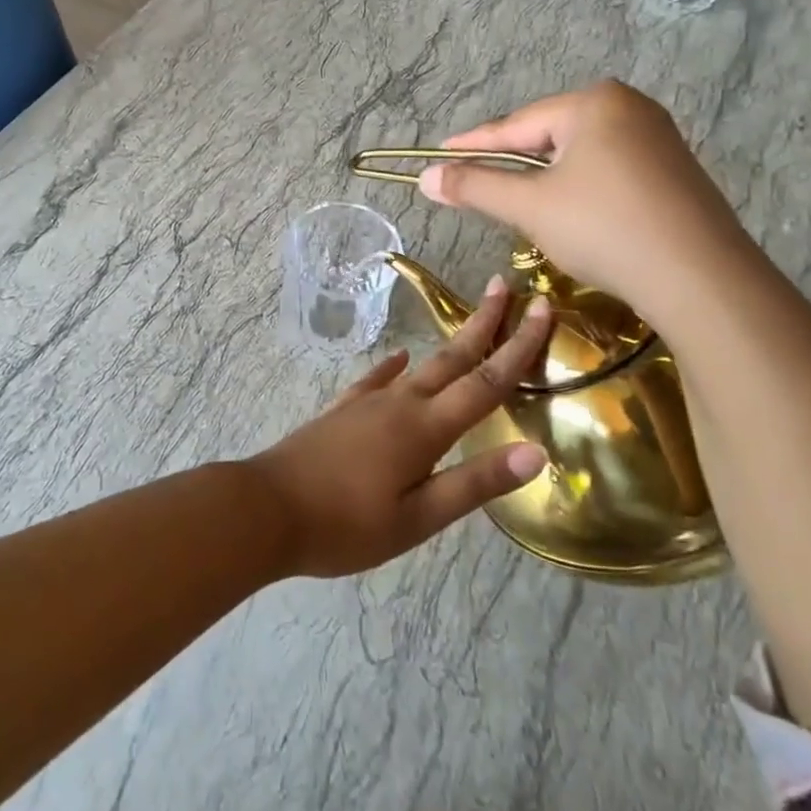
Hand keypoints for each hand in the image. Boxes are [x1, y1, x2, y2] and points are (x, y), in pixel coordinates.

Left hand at [247, 280, 552, 577]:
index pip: (486, 382)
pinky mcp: (342, 411)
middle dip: (484, 322)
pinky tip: (399, 361)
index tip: (544, 309)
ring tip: (468, 321)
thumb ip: (474, 483)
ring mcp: (367, 402)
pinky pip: (377, 379)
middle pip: (453, 357)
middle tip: (507, 285)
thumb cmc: (346, 524)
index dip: (519, 346)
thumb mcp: (418, 517)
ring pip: (420, 364)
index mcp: (425, 428)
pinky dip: (394, 367)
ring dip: (449, 342)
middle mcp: (400, 403)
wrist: (267, 509)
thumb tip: (535, 452)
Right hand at [417, 82, 755, 324]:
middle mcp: (629, 107)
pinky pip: (607, 170)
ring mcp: (657, 138)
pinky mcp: (672, 171)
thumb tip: (425, 178)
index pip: (515, 125)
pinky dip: (578, 189)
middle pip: (548, 136)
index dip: (472, 145)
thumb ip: (475, 186)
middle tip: (475, 185)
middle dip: (511, 164)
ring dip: (544, 180)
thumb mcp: (530, 206)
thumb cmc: (605, 228)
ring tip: (517, 204)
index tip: (437, 155)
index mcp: (594, 103)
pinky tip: (571, 214)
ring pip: (578, 156)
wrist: (700, 278)